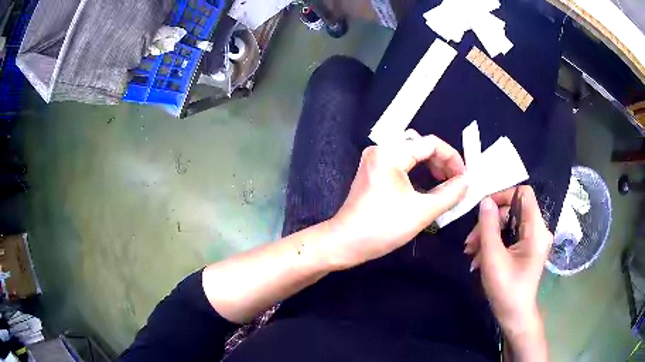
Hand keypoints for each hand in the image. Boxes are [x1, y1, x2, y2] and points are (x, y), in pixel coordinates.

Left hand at [323, 131, 467, 269]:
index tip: (464, 177)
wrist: (345, 243)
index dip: (452, 158)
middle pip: (420, 145)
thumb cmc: (383, 227)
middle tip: (456, 181)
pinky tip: (427, 186)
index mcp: (391, 152)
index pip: (431, 143)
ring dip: (430, 166)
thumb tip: (467, 182)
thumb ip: (449, 194)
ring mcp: (374, 160)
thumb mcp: (422, 211)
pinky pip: (401, 163)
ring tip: (445, 183)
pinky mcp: (372, 171)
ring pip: (411, 153)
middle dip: (442, 161)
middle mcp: (381, 149)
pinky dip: (417, 171)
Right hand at [464, 186, 552, 340]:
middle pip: (513, 210)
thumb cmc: (506, 289)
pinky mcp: (528, 248)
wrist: (514, 315)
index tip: (484, 210)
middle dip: (490, 223)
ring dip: (489, 235)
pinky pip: (510, 235)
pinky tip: (480, 258)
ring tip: (472, 253)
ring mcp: (534, 239)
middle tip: (470, 242)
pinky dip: (495, 243)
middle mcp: (539, 230)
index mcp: (536, 230)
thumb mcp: (493, 258)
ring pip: (509, 223)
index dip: (503, 195)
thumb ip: (489, 227)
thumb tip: (485, 201)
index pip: (524, 193)